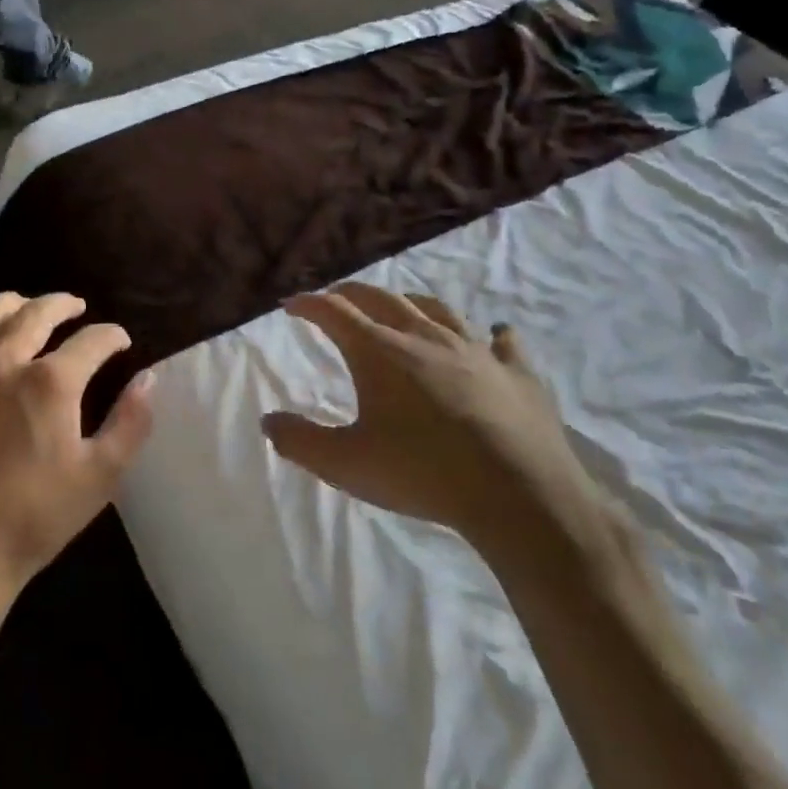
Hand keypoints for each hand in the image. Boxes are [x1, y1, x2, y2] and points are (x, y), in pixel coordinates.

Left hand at [0, 294, 155, 603]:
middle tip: (74, 307)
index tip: (120, 342)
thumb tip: (148, 378)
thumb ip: (131, 423)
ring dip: (9, 305)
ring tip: (24, 307)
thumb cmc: (34, 519)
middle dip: (62, 304)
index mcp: (50, 382)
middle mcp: (1, 363)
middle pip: (35, 314)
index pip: (92, 340)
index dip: (112, 336)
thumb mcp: (100, 477)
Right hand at [261, 283, 602, 559]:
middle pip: (382, 299)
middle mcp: (424, 337)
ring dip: (411, 303)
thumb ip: (300, 441)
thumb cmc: (422, 473)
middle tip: (337, 298)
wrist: (519, 494)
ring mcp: (475, 350)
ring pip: (437, 310)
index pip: (334, 312)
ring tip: (401, 306)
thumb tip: (268, 422)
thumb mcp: (345, 464)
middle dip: (352, 294)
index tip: (292, 305)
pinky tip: (494, 334)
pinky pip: (503, 342)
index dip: (309, 305)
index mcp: (379, 352)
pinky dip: (491, 335)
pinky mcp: (516, 372)